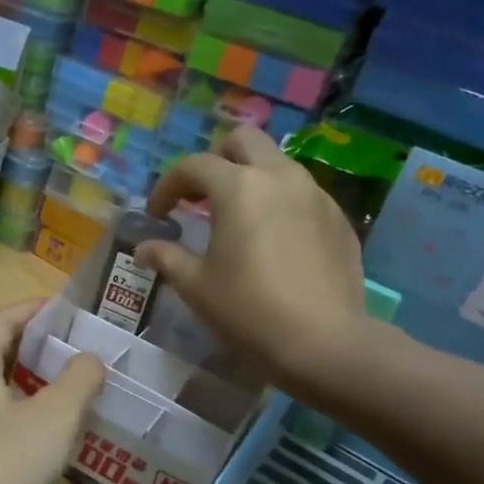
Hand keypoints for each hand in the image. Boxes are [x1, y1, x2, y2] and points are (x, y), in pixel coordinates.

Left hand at [0, 302, 105, 483]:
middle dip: (31, 347)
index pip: (0, 320)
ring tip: (63, 390)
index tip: (63, 308)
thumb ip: (78, 381)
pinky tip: (40, 437)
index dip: (32, 310)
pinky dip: (14, 414)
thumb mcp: (53, 418)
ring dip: (24, 384)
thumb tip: (89, 358)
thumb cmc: (2, 465)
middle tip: (71, 349)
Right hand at [141, 127, 372, 402]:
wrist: (326, 343)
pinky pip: (302, 193)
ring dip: (250, 178)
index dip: (168, 186)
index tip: (158, 214)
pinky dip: (278, 201)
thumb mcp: (196, 286)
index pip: (193, 166)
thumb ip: (167, 257)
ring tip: (235, 217)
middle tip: (201, 195)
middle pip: (244, 141)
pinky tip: (272, 239)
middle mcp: (280, 177)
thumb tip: (145, 248)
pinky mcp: (339, 219)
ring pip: (277, 163)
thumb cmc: (249, 310)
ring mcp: (315, 195)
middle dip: (216, 159)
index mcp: (239, 187)